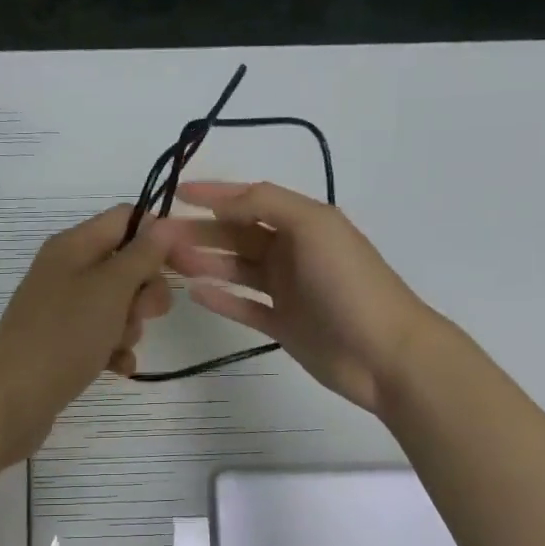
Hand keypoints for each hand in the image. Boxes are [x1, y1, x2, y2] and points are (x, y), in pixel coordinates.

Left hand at [0, 206, 173, 459]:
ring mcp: (63, 308)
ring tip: (118, 345)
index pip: (126, 218)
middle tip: (144, 313)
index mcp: (73, 245)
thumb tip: (166, 223)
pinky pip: (102, 336)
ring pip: (117, 304)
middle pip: (125, 264)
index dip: (159, 236)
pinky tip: (117, 368)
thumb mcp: (110, 289)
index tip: (186, 265)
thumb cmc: (64, 335)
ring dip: (130, 325)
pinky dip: (114, 349)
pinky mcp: (62, 342)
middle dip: (145, 290)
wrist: (11, 398)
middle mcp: (66, 270)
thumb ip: (142, 255)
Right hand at [158, 180, 437, 413]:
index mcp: (304, 223)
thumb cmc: (349, 282)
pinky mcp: (284, 325)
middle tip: (159, 237)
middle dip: (200, 232)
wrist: (384, 353)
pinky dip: (221, 299)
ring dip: (204, 262)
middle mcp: (293, 252)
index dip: (215, 195)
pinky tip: (194, 293)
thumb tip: (222, 200)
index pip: (252, 201)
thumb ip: (266, 204)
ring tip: (169, 262)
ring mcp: (288, 290)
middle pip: (238, 236)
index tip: (177, 192)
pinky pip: (244, 307)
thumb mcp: (312, 226)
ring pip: (236, 269)